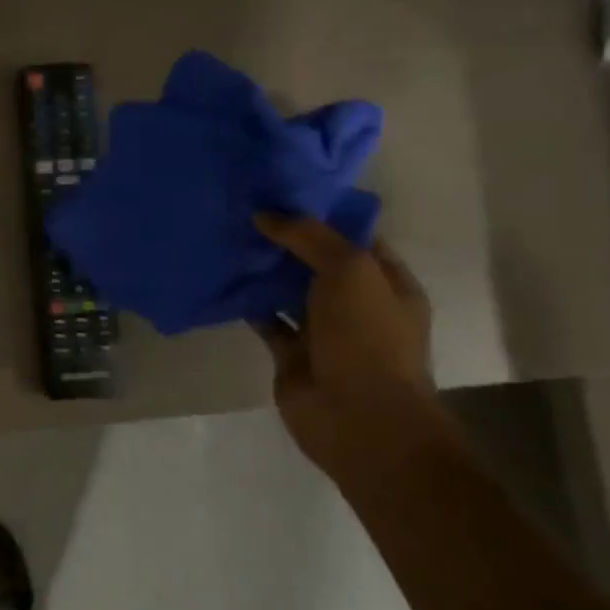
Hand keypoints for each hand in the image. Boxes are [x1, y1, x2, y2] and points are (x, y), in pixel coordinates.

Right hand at [252, 215, 443, 474]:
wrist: (358, 417)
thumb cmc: (367, 339)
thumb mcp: (349, 271)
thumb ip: (308, 237)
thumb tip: (265, 214)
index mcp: (386, 283)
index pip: (354, 237)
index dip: (321, 214)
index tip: (279, 192)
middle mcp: (357, 304)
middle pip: (316, 262)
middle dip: (284, 239)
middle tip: (242, 209)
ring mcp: (324, 330)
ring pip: (288, 290)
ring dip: (262, 270)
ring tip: (226, 237)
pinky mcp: (291, 353)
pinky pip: (266, 318)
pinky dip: (247, 302)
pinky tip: (222, 279)